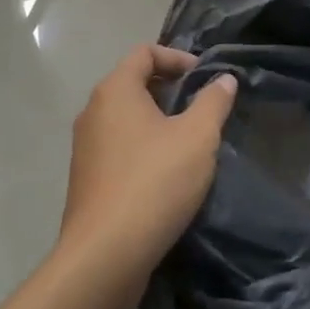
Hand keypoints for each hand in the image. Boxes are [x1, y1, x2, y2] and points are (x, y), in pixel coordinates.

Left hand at [59, 45, 236, 285]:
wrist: (105, 256)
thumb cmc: (154, 182)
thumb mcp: (197, 137)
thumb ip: (213, 102)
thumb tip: (223, 79)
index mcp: (115, 90)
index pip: (145, 52)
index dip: (177, 57)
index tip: (204, 78)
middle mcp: (93, 111)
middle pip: (133, 83)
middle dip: (170, 90)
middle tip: (201, 109)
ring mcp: (85, 147)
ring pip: (126, 118)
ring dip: (158, 121)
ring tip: (189, 142)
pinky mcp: (86, 179)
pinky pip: (118, 147)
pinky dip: (143, 147)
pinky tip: (166, 174)